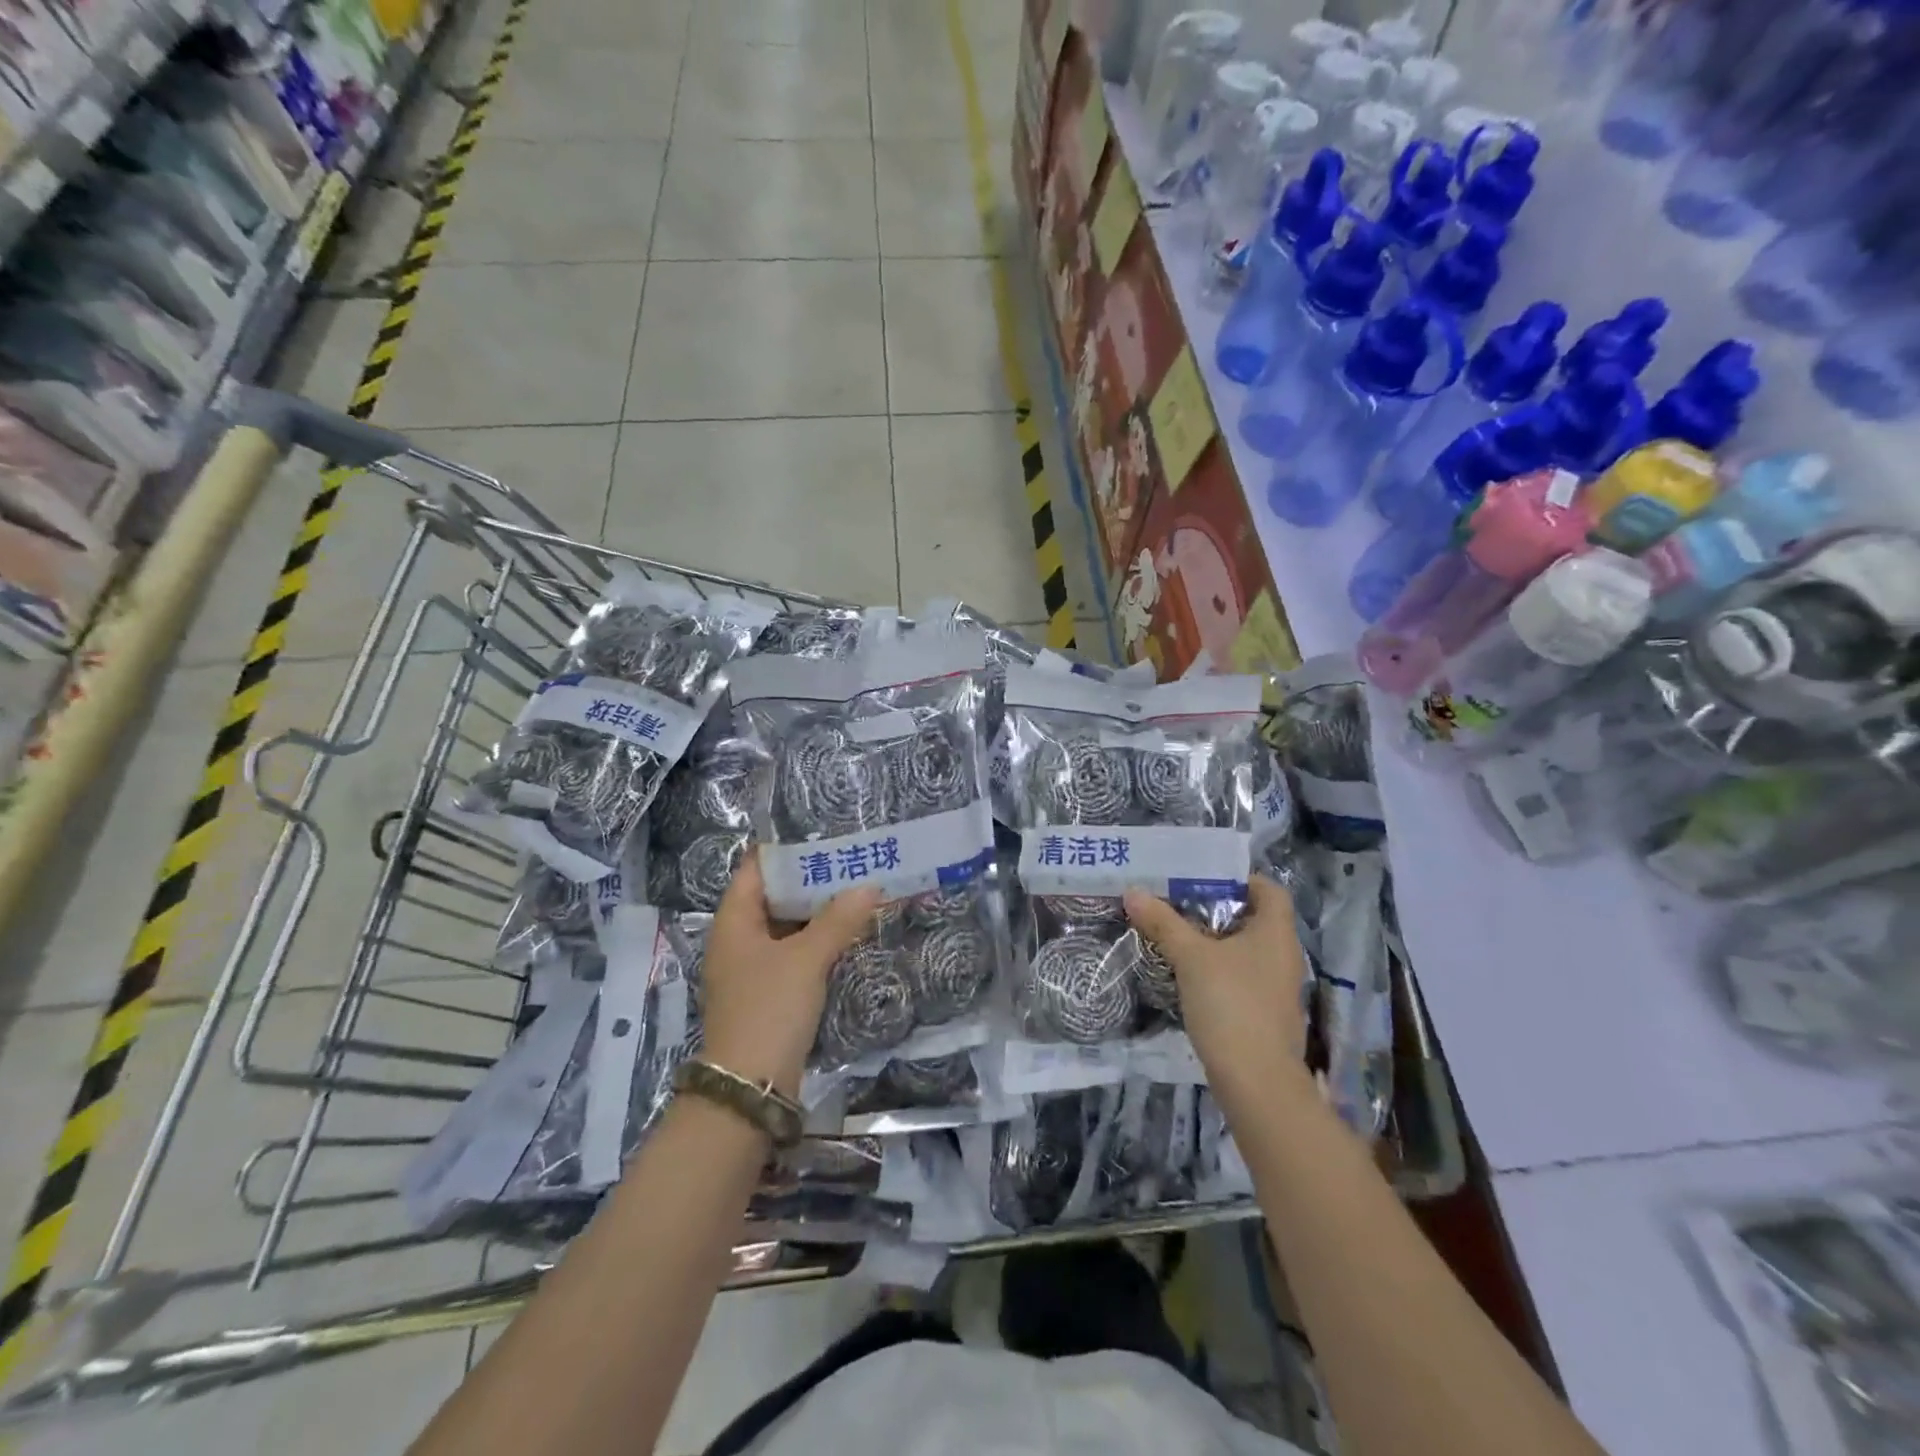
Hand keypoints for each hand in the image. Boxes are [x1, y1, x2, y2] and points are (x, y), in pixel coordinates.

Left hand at [700, 851, 880, 1097]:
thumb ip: (838, 920)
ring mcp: (751, 969)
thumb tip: (869, 887)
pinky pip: (793, 954)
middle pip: (774, 897)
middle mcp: (737, 940)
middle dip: (810, 881)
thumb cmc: (770, 1008)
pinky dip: (816, 941)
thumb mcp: (807, 959)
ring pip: (786, 927)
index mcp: (734, 921)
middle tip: (850, 861)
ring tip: (855, 890)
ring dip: (817, 913)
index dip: (785, 850)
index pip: (755, 870)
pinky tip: (846, 934)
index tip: (821, 835)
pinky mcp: (768, 993)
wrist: (750, 1087)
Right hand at [1124, 877, 1312, 1102]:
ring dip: (1214, 942)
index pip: (1269, 890)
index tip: (1204, 878)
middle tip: (1178, 903)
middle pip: (1254, 919)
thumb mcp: (1191, 957)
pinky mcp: (1265, 1015)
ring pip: (1245, 951)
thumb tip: (1133, 892)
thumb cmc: (1231, 1004)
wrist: (1257, 1082)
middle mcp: (1283, 956)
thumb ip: (1164, 923)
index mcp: (1276, 933)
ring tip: (1175, 936)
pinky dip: (1218, 970)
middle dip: (1216, 909)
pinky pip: (1241, 978)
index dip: (1241, 879)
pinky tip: (1188, 976)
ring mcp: (1276, 988)